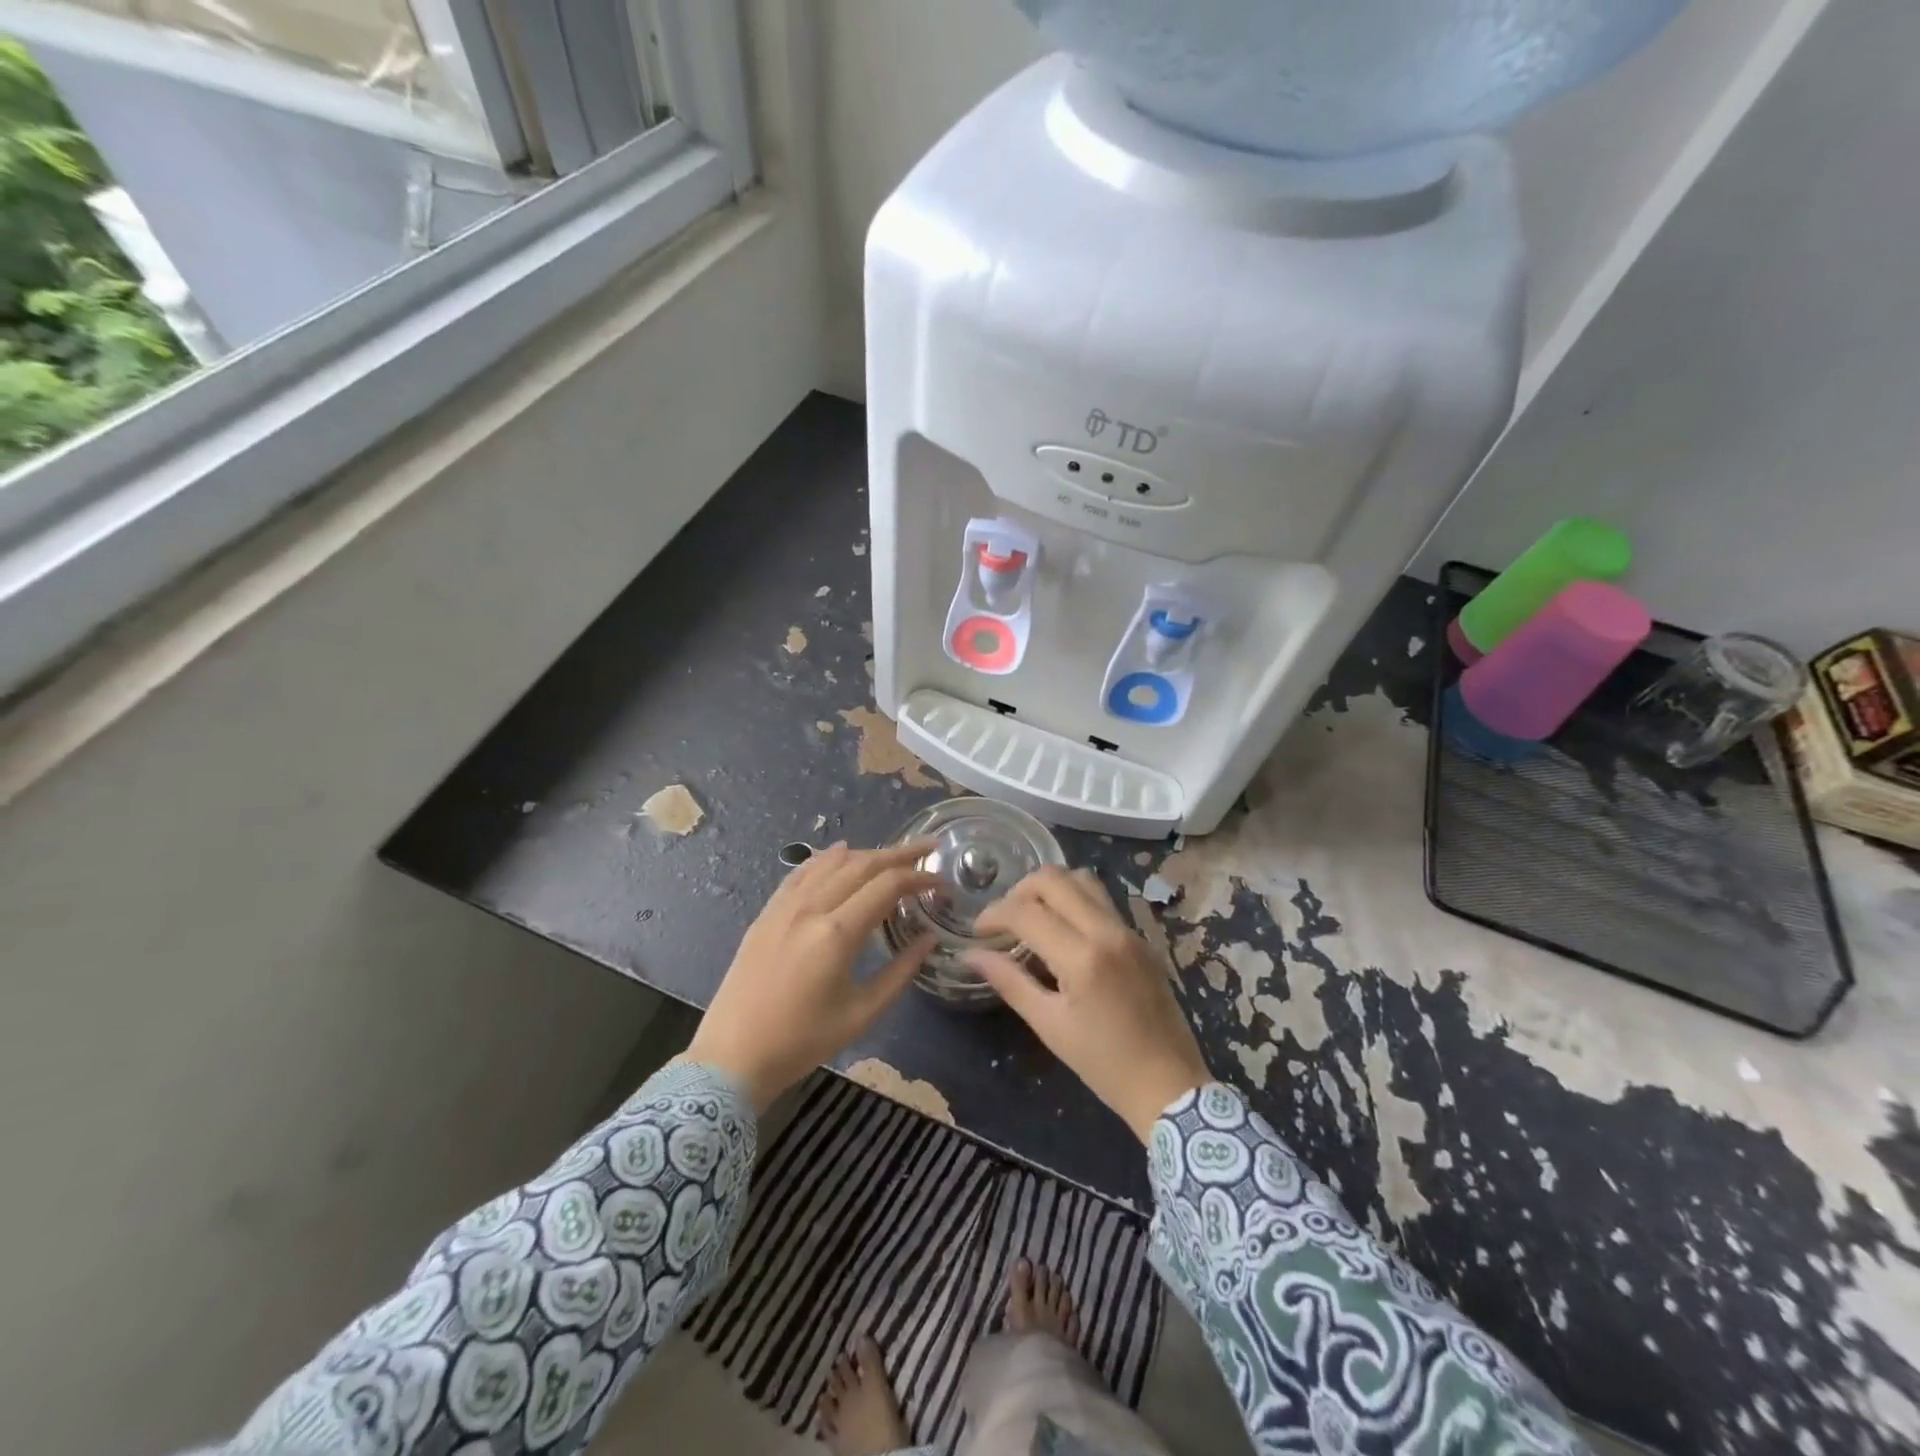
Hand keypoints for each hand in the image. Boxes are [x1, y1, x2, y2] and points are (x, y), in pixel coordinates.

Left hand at [686, 843, 939, 1111]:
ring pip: (832, 862)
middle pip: (862, 865)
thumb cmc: (802, 1042)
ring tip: (893, 854)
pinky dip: (826, 858)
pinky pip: (802, 872)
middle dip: (899, 854)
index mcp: (836, 933)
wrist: (732, 1056)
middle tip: (928, 848)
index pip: (887, 886)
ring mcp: (785, 907)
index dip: (918, 878)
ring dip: (867, 853)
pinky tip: (840, 851)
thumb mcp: (861, 1013)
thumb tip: (929, 939)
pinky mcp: (767, 913)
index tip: (941, 881)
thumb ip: (900, 972)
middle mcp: (811, 908)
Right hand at [966, 866, 1209, 1141]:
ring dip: (1049, 889)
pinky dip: (1074, 900)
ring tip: (1032, 917)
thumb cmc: (1103, 1065)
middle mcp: (1108, 931)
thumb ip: (1009, 981)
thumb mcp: (1049, 1025)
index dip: (994, 914)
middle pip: (1054, 879)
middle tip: (1004, 920)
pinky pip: (1102, 899)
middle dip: (1019, 891)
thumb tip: (970, 955)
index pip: (1026, 912)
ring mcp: (1129, 931)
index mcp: (1083, 958)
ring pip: (1082, 879)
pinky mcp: (1141, 937)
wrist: (1170, 1085)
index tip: (978, 931)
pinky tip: (1062, 929)